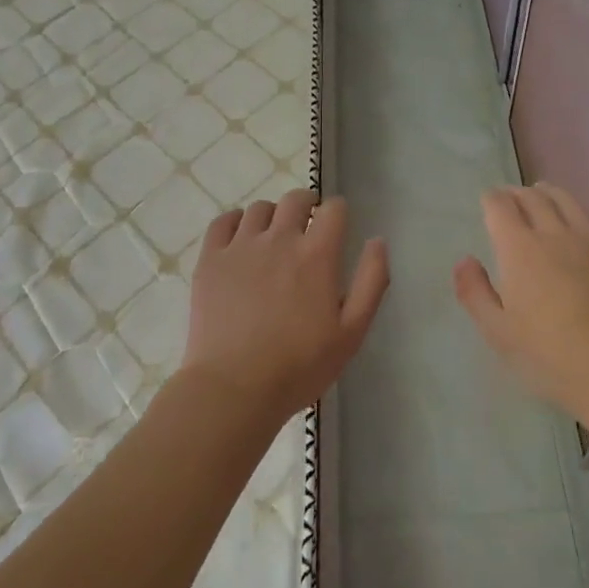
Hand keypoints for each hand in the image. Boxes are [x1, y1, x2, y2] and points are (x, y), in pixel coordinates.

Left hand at [183, 189, 389, 424]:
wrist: (235, 387)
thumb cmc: (300, 366)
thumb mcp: (352, 332)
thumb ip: (371, 281)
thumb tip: (377, 241)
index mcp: (317, 255)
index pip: (333, 209)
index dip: (338, 212)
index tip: (337, 226)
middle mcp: (280, 239)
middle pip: (295, 200)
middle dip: (307, 205)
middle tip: (307, 226)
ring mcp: (241, 247)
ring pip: (260, 209)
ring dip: (273, 216)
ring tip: (273, 237)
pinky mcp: (211, 259)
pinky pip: (223, 222)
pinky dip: (236, 222)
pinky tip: (240, 240)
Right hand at [453, 183, 588, 419]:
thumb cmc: (551, 357)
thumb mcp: (498, 333)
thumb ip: (475, 292)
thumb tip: (465, 260)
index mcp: (520, 249)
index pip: (500, 206)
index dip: (491, 200)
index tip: (488, 203)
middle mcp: (556, 233)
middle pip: (533, 198)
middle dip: (517, 194)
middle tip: (511, 199)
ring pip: (568, 200)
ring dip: (549, 194)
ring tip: (543, 197)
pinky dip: (584, 213)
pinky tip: (583, 224)